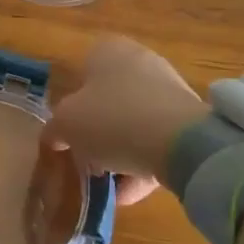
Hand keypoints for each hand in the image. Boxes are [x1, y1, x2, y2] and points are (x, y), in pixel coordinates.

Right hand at [45, 36, 208, 205]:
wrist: (181, 141)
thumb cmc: (113, 119)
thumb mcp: (67, 123)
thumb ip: (55, 128)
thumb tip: (54, 136)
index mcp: (107, 49)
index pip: (82, 72)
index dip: (72, 105)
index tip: (69, 135)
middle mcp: (139, 60)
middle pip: (109, 99)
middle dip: (98, 133)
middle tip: (88, 162)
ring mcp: (167, 88)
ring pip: (134, 123)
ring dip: (121, 154)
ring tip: (110, 187)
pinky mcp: (189, 118)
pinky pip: (157, 141)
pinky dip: (144, 164)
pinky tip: (132, 193)